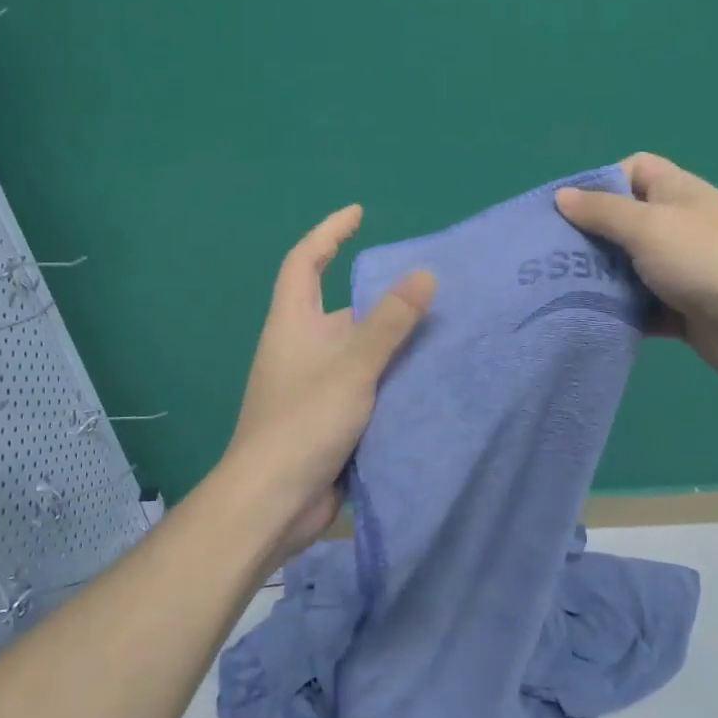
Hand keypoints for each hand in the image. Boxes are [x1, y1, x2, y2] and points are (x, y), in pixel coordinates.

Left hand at [223, 205, 435, 562]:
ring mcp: (315, 385)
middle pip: (341, 308)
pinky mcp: (330, 418)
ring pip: (359, 351)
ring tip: (443, 331)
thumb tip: (425, 275)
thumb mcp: (352, 365)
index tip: (359, 215)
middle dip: (381, 297)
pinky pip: (367, 385)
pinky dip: (392, 378)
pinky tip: (429, 380)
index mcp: (293, 323)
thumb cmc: (303, 422)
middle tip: (431, 289)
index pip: (304, 262)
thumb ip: (390, 322)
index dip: (328, 233)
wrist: (273, 502)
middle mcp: (301, 348)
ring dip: (393, 342)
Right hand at [556, 154, 717, 411]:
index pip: (633, 170)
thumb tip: (562, 195)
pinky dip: (617, 312)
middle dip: (587, 237)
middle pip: (623, 223)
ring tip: (555, 290)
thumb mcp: (649, 226)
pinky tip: (586, 319)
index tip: (568, 210)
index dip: (600, 182)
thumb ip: (603, 212)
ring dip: (598, 279)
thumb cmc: (708, 261)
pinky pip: (639, 307)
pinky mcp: (680, 312)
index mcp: (676, 193)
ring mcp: (680, 271)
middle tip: (548, 257)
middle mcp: (677, 227)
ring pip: (627, 268)